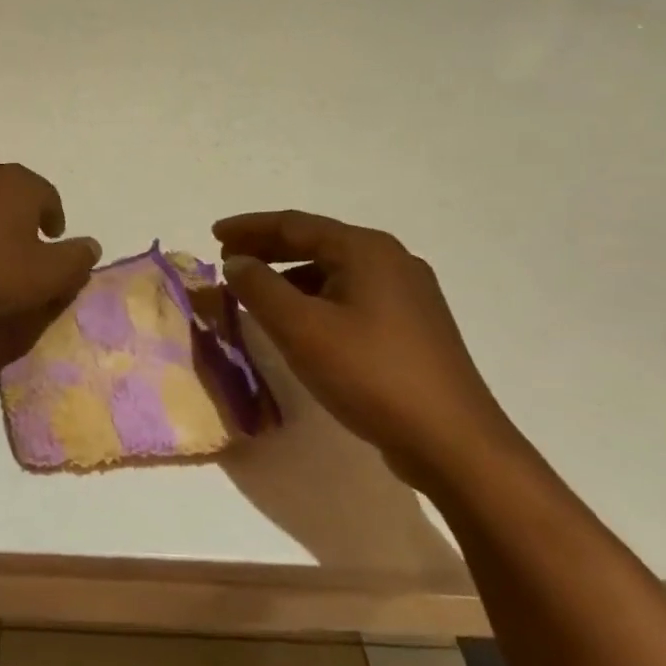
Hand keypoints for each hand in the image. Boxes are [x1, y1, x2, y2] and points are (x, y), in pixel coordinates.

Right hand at [214, 210, 522, 489]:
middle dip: (268, 249)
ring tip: (255, 294)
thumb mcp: (301, 329)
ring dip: (290, 277)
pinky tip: (299, 324)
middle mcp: (392, 261)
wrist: (452, 441)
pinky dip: (315, 300)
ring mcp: (408, 295)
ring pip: (334, 273)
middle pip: (317, 243)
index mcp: (367, 250)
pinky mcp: (412, 328)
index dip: (249, 227)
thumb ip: (260, 289)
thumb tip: (237, 263)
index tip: (213, 234)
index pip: (295, 224)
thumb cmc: (370, 374)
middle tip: (228, 259)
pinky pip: (351, 298)